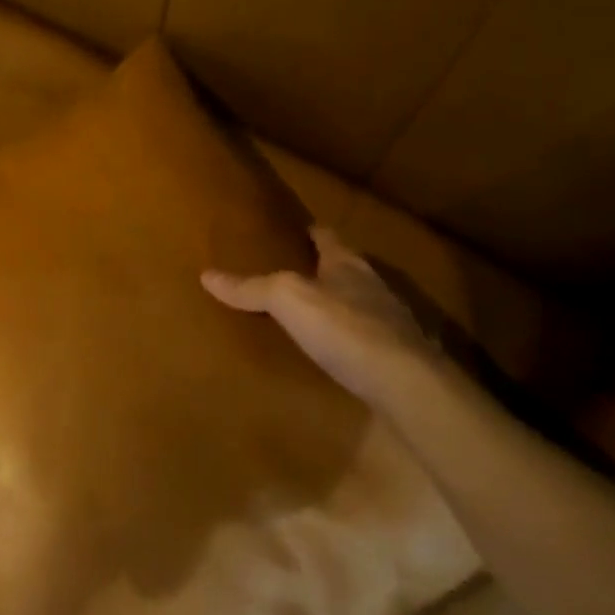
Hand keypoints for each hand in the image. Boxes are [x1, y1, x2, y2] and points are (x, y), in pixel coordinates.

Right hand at [203, 226, 429, 409]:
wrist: (407, 385)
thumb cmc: (345, 328)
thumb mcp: (288, 299)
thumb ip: (251, 287)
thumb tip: (206, 275)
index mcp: (348, 264)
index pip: (327, 236)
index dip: (311, 231)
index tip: (297, 228)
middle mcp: (372, 286)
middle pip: (345, 268)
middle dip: (323, 268)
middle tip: (294, 271)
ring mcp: (390, 323)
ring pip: (359, 303)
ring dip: (338, 304)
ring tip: (310, 312)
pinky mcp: (397, 359)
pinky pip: (367, 339)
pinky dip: (349, 340)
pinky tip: (335, 353)